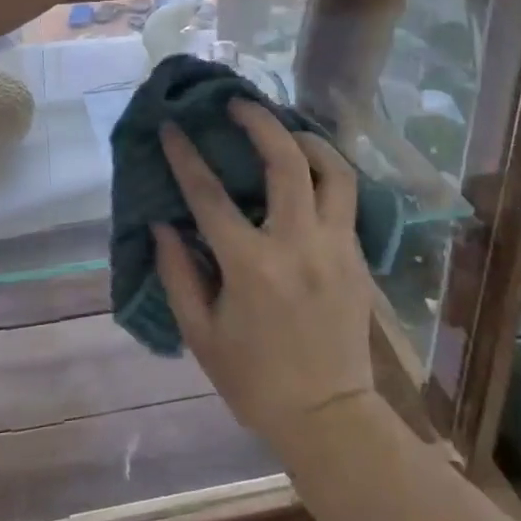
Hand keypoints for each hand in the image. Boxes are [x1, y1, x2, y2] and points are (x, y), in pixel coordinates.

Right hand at [154, 100, 375, 448]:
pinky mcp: (358, 257)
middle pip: (286, 162)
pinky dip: (325, 172)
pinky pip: (345, 198)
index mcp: (252, 267)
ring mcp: (336, 248)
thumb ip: (178, 273)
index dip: (186, 157)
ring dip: (307, 139)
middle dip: (260, 122)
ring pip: (334, 170)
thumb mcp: (201, 335)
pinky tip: (308, 171)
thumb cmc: (255, 381)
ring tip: (284, 128)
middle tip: (238, 104)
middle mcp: (299, 246)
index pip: (210, 196)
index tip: (171, 127)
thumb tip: (163, 224)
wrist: (329, 417)